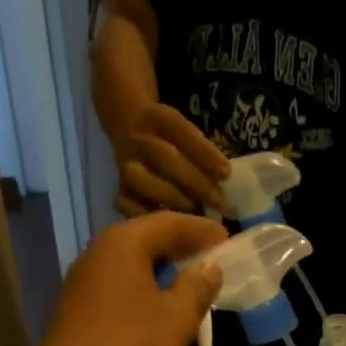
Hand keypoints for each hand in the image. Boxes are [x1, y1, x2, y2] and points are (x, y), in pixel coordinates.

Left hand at [33, 211, 227, 345]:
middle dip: (183, 249)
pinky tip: (163, 311)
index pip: (169, 223)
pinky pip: (123, 289)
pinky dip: (147, 291)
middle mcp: (99, 253)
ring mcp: (85, 283)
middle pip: (148, 241)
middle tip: (214, 261)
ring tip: (194, 286)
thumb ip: (197, 288)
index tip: (228, 239)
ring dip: (165, 273)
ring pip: (134, 266)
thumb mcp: (176, 319)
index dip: (202, 231)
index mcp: (123, 244)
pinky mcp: (81, 310)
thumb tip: (210, 269)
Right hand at [114, 102, 229, 214]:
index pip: (180, 130)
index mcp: (156, 118)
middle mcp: (137, 140)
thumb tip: (224, 182)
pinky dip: (149, 216)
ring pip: (143, 181)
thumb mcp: (186, 135)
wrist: (130, 132)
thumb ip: (204, 155)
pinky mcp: (120, 191)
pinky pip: (128, 205)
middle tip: (218, 202)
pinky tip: (170, 227)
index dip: (204, 152)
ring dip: (172, 199)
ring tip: (194, 216)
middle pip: (164, 157)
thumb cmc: (173, 142)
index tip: (226, 174)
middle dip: (195, 181)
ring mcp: (125, 166)